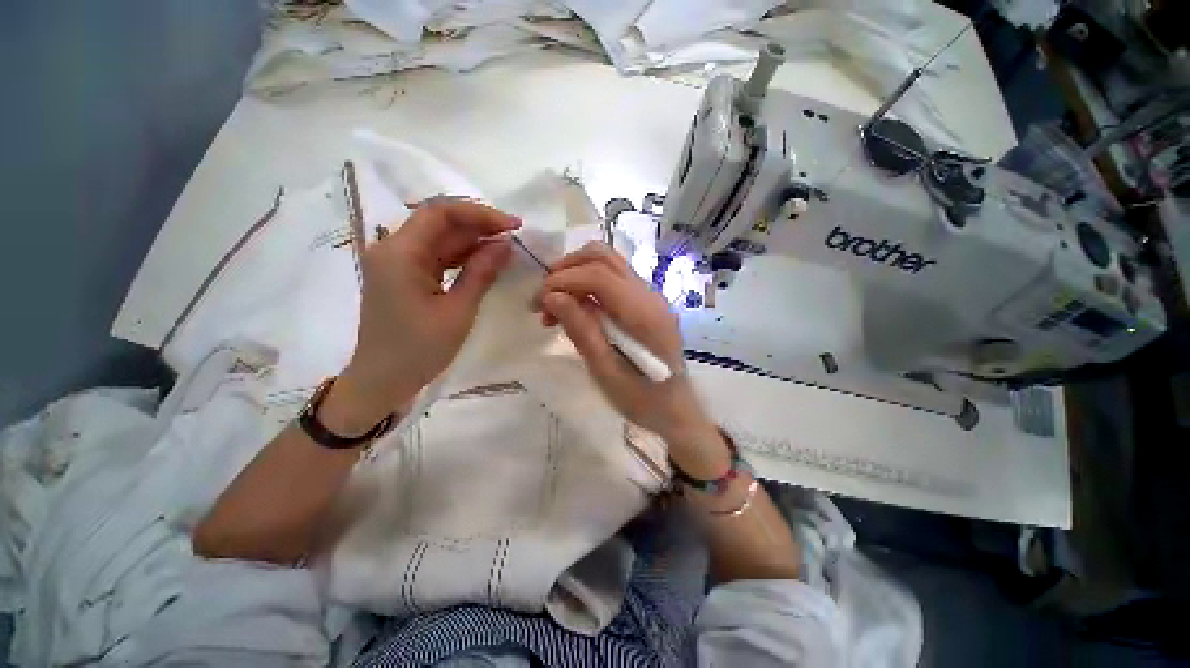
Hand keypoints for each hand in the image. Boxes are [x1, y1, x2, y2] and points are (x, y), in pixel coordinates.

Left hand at [326, 200, 519, 432]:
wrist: (382, 381)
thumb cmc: (419, 350)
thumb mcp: (458, 311)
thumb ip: (482, 272)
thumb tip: (506, 245)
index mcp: (400, 253)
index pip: (440, 213)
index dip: (480, 214)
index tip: (513, 225)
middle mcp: (393, 249)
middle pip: (439, 222)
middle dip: (479, 226)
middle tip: (514, 237)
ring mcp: (397, 262)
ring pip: (439, 238)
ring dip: (472, 241)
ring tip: (506, 249)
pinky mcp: (403, 275)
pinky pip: (436, 256)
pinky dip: (461, 257)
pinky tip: (485, 262)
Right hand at [537, 242, 727, 471]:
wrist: (676, 409)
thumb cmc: (642, 399)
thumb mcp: (606, 371)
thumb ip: (582, 330)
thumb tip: (552, 296)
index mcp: (643, 313)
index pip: (598, 275)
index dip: (563, 280)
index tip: (538, 303)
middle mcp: (649, 295)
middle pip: (603, 258)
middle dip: (566, 270)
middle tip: (543, 299)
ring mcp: (650, 296)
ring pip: (607, 264)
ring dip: (575, 275)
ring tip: (554, 305)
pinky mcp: (645, 303)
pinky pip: (612, 280)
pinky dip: (587, 285)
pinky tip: (574, 309)